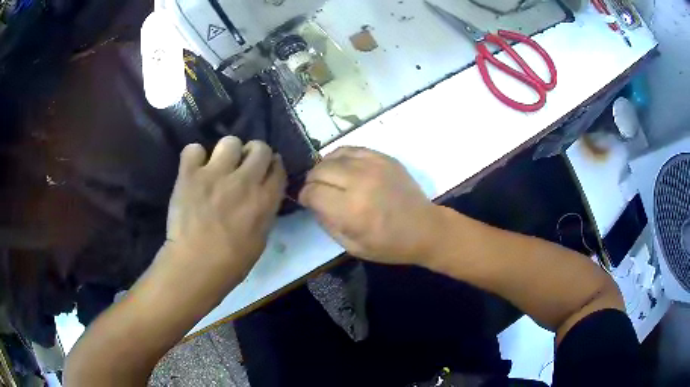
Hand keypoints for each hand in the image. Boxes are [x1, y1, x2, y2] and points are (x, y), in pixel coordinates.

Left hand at [163, 136, 286, 286]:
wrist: (195, 265)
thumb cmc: (232, 262)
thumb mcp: (261, 238)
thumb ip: (264, 209)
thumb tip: (262, 193)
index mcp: (265, 200)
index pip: (278, 166)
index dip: (272, 165)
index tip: (264, 170)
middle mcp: (244, 181)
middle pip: (259, 147)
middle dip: (254, 153)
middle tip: (242, 166)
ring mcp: (215, 174)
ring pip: (230, 141)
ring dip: (226, 152)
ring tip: (217, 166)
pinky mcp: (190, 174)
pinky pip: (194, 149)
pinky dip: (194, 157)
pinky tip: (194, 170)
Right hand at [299, 147, 441, 264]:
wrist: (425, 228)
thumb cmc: (389, 244)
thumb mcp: (352, 246)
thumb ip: (327, 223)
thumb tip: (313, 203)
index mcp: (351, 210)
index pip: (312, 192)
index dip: (304, 197)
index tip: (307, 202)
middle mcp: (359, 182)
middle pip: (319, 171)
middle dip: (311, 182)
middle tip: (317, 191)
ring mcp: (373, 166)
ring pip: (332, 157)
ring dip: (324, 168)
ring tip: (328, 179)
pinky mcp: (383, 157)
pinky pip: (351, 149)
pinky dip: (340, 157)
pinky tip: (342, 167)